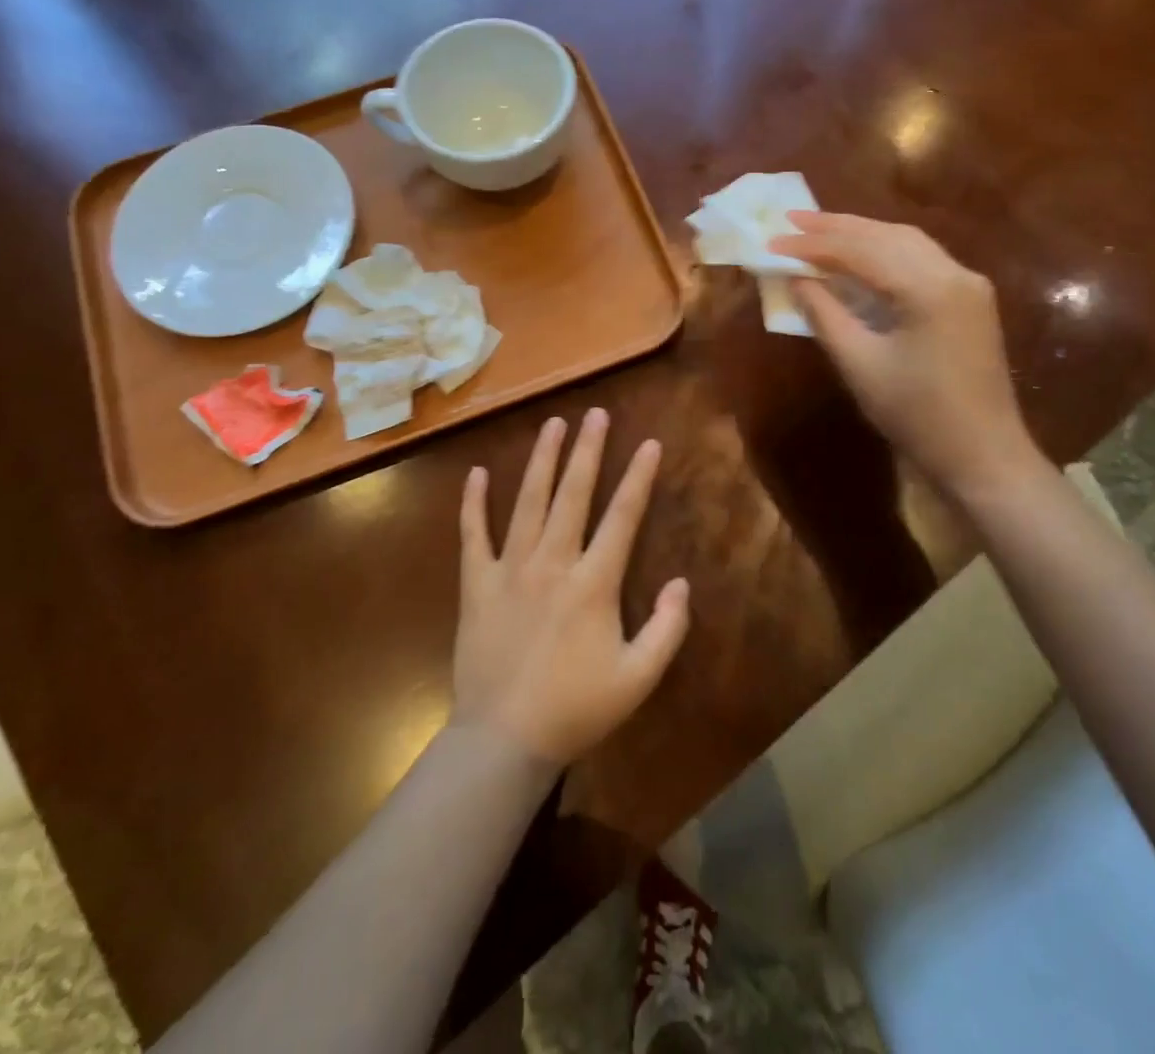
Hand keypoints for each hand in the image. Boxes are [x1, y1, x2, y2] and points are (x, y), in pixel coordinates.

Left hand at [453, 409, 690, 766]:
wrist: (503, 740)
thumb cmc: (576, 708)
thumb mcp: (638, 679)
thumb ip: (667, 629)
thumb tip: (681, 582)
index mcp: (593, 582)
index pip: (622, 517)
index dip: (638, 477)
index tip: (649, 443)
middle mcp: (552, 562)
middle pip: (573, 494)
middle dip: (587, 450)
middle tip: (595, 414)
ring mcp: (510, 569)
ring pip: (527, 502)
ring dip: (541, 460)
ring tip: (551, 424)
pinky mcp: (477, 583)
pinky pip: (473, 535)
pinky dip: (473, 503)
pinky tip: (476, 474)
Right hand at [769, 212, 1039, 494]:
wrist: (982, 455)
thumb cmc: (917, 415)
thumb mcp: (860, 364)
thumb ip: (824, 314)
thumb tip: (795, 279)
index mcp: (928, 288)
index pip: (860, 250)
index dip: (812, 245)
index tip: (772, 240)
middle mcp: (954, 272)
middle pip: (886, 235)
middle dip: (836, 226)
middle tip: (791, 219)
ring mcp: (968, 283)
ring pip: (906, 241)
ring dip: (860, 233)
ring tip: (818, 229)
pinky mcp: (970, 298)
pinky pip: (921, 259)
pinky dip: (884, 251)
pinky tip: (859, 254)